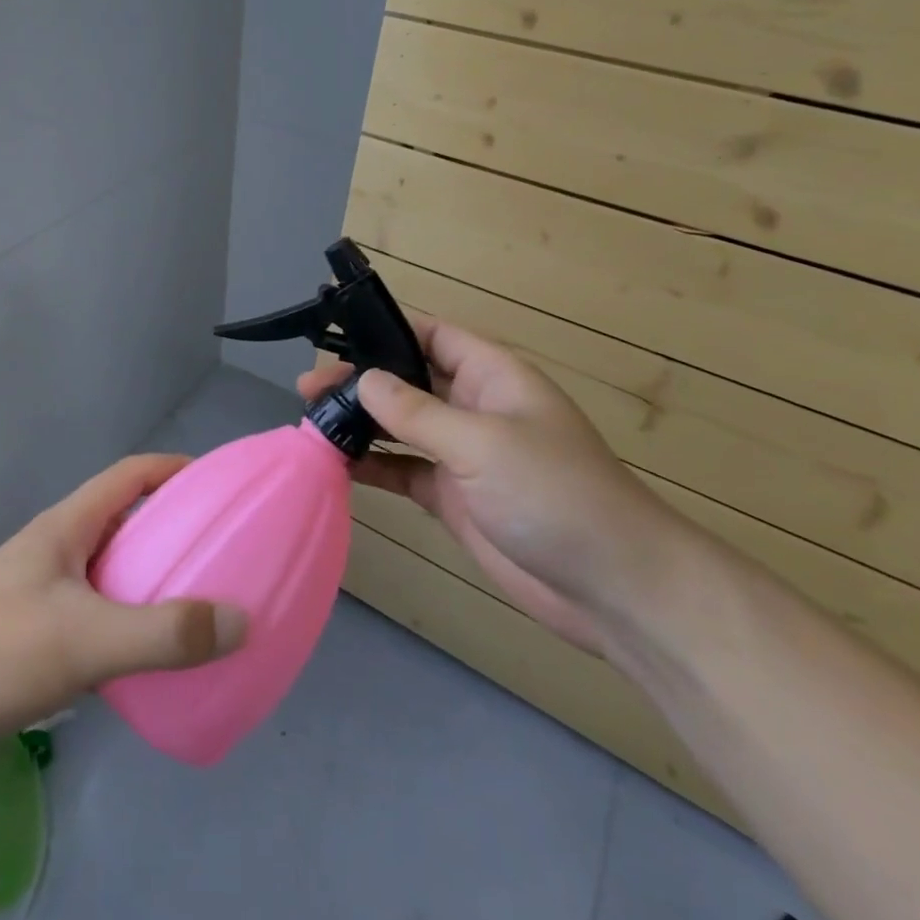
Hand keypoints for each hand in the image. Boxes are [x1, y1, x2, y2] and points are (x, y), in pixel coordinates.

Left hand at [0, 454, 247, 779]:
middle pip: (127, 523)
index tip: (218, 486)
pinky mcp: (38, 642)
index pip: (129, 475)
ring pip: (114, 576)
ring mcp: (46, 597)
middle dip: (174, 530)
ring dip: (155, 584)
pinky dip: (132, 629)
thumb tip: (241, 621)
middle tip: (224, 553)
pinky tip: (156, 660)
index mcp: (68, 527)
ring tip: (204, 606)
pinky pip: (100, 622)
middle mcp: (60, 552)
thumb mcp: (85, 637)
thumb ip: (162, 633)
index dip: (173, 470)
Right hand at [300, 317, 681, 656]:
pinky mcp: (451, 496)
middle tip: (307, 388)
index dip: (388, 331)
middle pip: (408, 382)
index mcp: (491, 376)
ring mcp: (462, 454)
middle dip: (361, 381)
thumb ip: (416, 411)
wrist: (611, 587)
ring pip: (400, 427)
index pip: (432, 336)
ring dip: (360, 424)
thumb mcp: (481, 442)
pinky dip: (371, 467)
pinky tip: (334, 465)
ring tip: (310, 421)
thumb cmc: (553, 493)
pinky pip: (402, 470)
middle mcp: (473, 407)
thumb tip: (363, 379)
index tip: (337, 337)